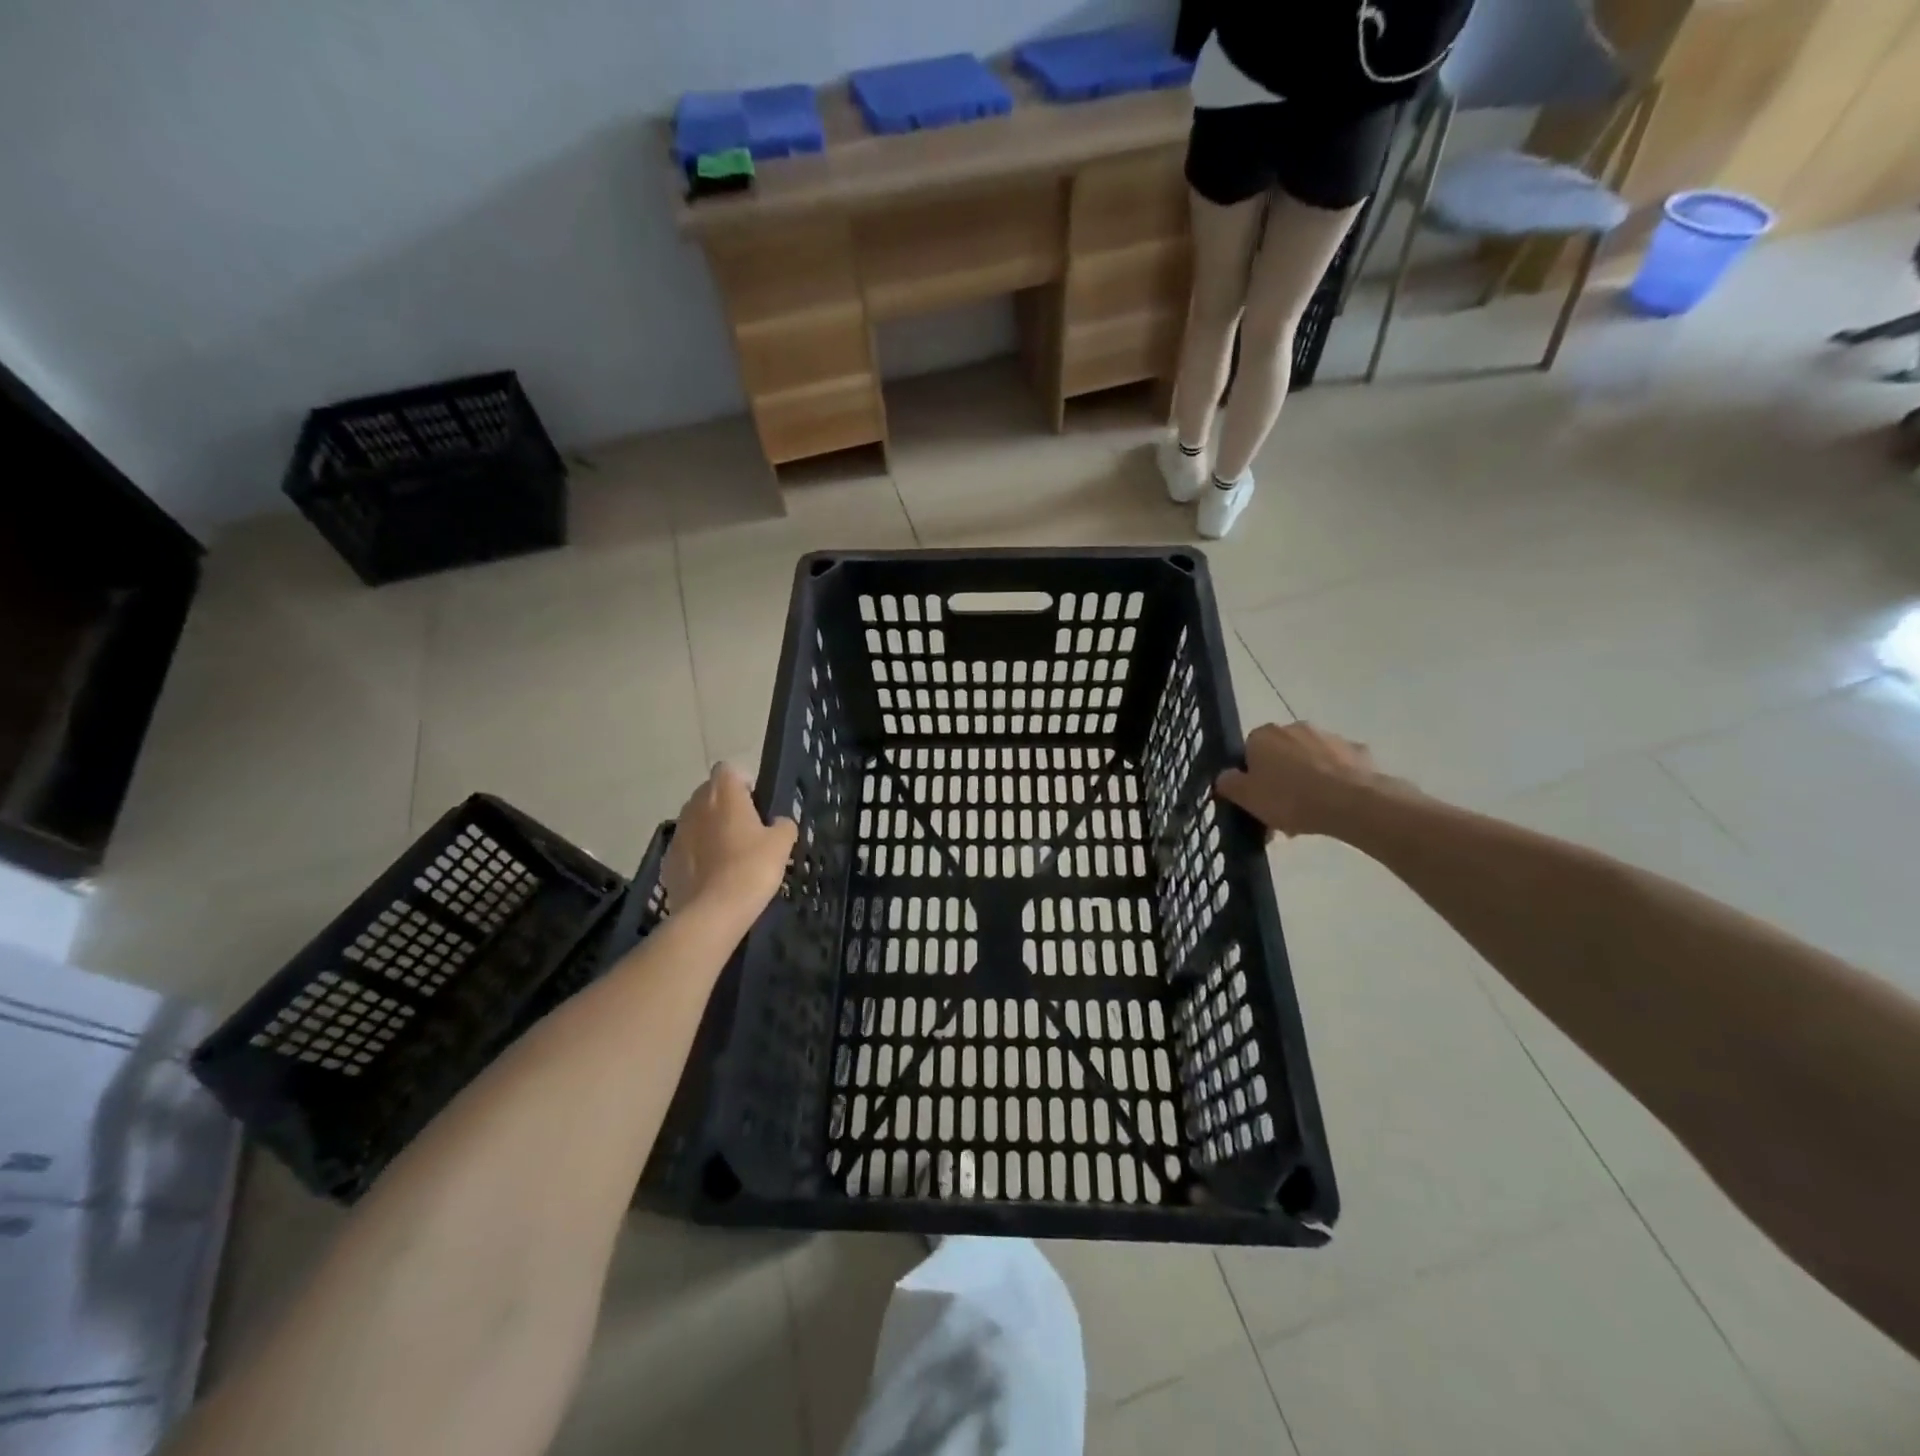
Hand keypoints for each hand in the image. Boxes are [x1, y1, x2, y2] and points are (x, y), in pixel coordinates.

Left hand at [663, 764, 796, 926]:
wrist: (713, 912)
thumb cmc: (752, 868)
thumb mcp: (782, 844)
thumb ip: (783, 825)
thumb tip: (777, 823)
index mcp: (723, 794)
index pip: (728, 769)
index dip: (743, 783)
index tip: (756, 805)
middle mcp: (695, 805)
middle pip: (709, 793)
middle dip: (725, 805)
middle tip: (747, 831)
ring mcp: (678, 833)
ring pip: (696, 820)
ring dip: (710, 829)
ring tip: (729, 855)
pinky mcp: (667, 859)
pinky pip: (686, 847)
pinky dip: (698, 854)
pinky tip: (713, 876)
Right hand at [1216, 722, 1410, 838]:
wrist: (1351, 803)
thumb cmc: (1290, 798)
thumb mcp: (1246, 798)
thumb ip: (1228, 784)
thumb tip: (1225, 776)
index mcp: (1263, 735)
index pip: (1248, 753)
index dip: (1252, 778)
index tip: (1258, 801)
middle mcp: (1294, 727)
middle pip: (1280, 755)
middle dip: (1280, 779)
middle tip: (1282, 812)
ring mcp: (1329, 737)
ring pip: (1309, 761)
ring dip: (1306, 781)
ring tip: (1309, 816)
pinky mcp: (1357, 751)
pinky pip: (1338, 768)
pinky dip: (1334, 782)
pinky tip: (1335, 806)